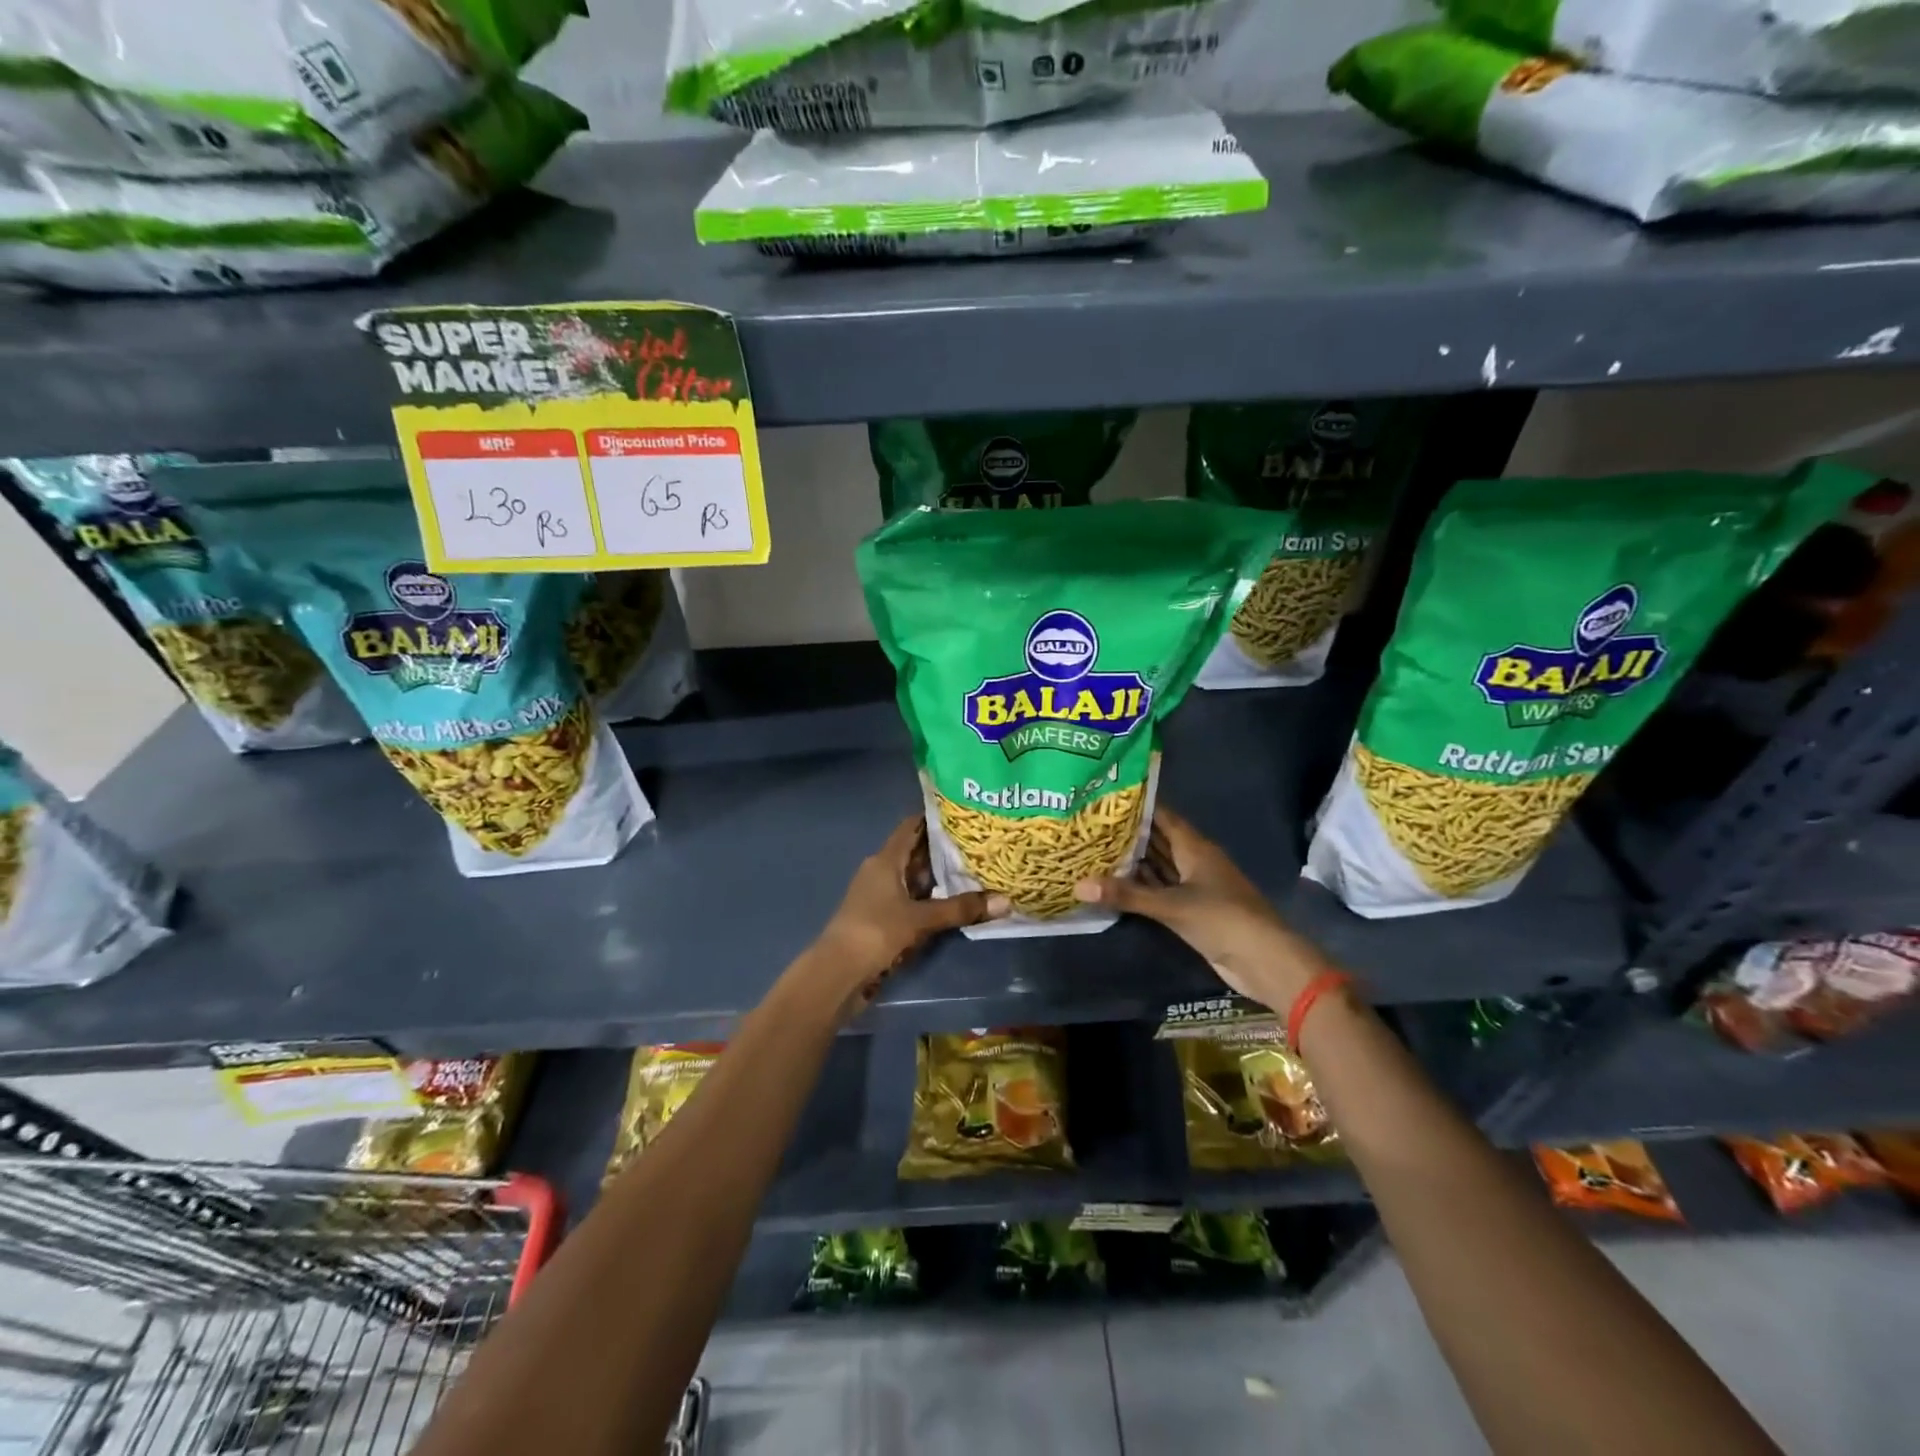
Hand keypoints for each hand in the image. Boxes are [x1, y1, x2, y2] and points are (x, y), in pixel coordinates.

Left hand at [805, 817, 1008, 1020]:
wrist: (837, 973)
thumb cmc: (875, 932)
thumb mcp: (921, 919)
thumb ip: (961, 909)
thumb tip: (1006, 901)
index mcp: (885, 860)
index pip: (912, 827)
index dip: (935, 818)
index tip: (965, 814)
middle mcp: (881, 871)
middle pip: (915, 852)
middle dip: (944, 849)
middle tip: (980, 843)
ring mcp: (879, 895)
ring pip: (914, 878)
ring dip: (939, 876)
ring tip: (975, 869)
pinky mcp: (881, 918)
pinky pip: (911, 899)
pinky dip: (930, 898)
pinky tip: (953, 902)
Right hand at [1073, 806, 1330, 1010]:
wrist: (1264, 961)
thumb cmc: (1222, 919)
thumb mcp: (1171, 905)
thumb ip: (1126, 895)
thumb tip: (1078, 885)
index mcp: (1195, 847)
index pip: (1162, 816)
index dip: (1137, 806)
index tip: (1104, 798)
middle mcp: (1194, 861)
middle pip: (1158, 841)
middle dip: (1128, 835)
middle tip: (1090, 826)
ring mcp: (1195, 886)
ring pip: (1159, 867)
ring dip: (1132, 862)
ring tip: (1093, 851)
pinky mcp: (1193, 910)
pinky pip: (1161, 891)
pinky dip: (1141, 888)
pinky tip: (1115, 886)